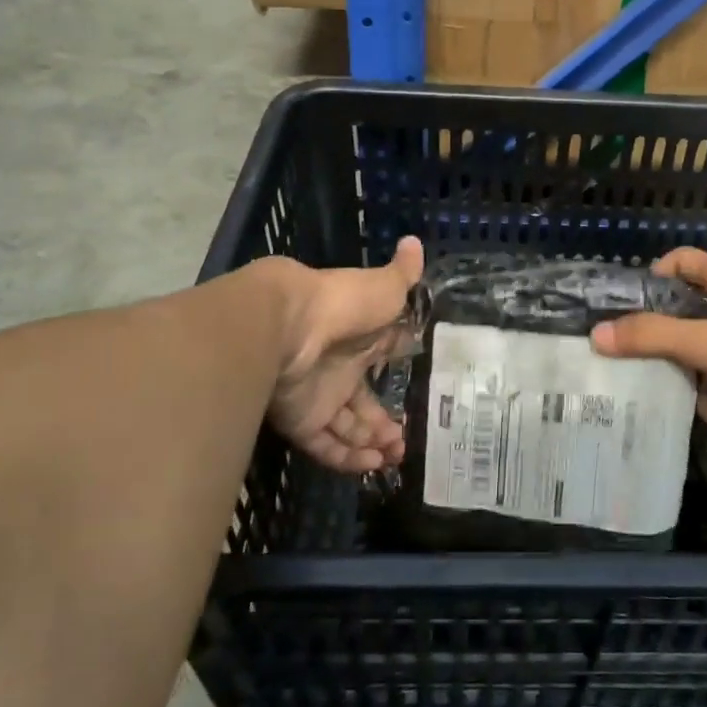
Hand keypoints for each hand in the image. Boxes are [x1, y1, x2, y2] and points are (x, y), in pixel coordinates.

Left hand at [260, 237, 424, 472]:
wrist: (286, 327)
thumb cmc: (342, 303)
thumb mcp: (382, 287)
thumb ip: (403, 274)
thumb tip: (415, 241)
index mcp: (360, 336)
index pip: (383, 355)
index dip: (399, 368)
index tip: (420, 386)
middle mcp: (339, 367)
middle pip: (364, 401)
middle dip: (385, 422)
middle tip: (405, 441)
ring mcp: (319, 396)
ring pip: (348, 427)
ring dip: (372, 443)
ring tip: (396, 456)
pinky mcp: (302, 422)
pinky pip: (327, 445)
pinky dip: (350, 458)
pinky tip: (373, 465)